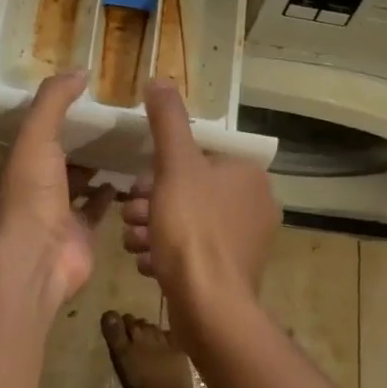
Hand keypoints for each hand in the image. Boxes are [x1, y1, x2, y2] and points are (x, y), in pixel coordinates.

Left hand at [0, 70, 115, 310]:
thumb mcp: (36, 135)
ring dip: (96, 164)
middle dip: (79, 138)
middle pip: (58, 154)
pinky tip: (129, 174)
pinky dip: (111, 192)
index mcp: (13, 162)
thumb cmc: (30, 194)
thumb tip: (80, 70)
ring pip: (79, 180)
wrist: (37, 259)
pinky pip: (98, 206)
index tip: (80, 94)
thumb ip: (55, 100)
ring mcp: (56, 211)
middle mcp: (31, 186)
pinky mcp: (80, 231)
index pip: (32, 130)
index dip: (52, 113)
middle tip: (111, 115)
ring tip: (124, 139)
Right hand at [121, 79, 280, 346]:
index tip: (137, 184)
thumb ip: (167, 120)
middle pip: (192, 189)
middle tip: (130, 215)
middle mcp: (255, 204)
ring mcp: (247, 241)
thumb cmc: (192, 228)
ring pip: (190, 220)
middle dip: (154, 200)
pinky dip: (169, 252)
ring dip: (156, 226)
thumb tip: (160, 79)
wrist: (209, 308)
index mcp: (248, 174)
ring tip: (133, 240)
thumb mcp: (174, 165)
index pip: (199, 156)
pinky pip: (195, 250)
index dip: (162, 167)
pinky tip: (147, 262)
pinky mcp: (234, 272)